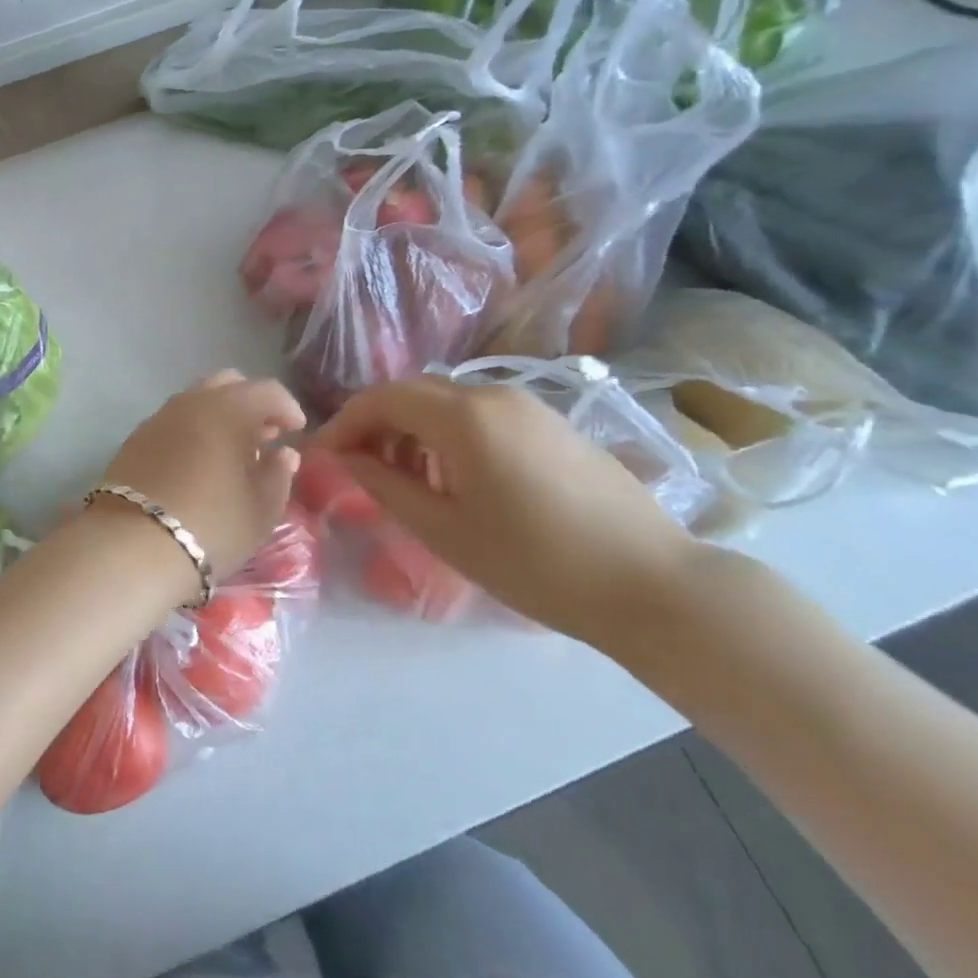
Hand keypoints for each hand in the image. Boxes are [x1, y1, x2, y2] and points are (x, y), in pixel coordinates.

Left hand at [99, 370, 305, 583]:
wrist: (132, 546)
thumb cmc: (211, 526)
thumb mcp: (260, 509)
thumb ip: (278, 474)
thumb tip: (283, 452)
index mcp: (228, 409)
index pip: (267, 390)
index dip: (287, 407)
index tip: (296, 432)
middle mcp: (191, 401)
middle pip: (228, 384)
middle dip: (251, 404)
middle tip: (264, 436)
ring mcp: (158, 417)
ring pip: (197, 400)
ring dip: (219, 416)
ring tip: (232, 453)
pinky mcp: (135, 438)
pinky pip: (174, 421)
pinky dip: (193, 430)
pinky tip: (198, 463)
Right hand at [312, 376, 699, 647]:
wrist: (653, 584)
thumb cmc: (536, 563)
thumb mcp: (445, 530)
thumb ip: (384, 485)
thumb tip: (345, 458)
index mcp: (464, 416)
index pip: (382, 398)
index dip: (345, 422)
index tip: (324, 456)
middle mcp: (493, 394)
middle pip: (413, 393)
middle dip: (377, 424)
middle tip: (359, 468)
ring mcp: (528, 405)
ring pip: (448, 402)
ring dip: (413, 429)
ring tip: (406, 479)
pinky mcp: (552, 423)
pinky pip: (482, 414)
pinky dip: (450, 434)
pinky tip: (457, 478)